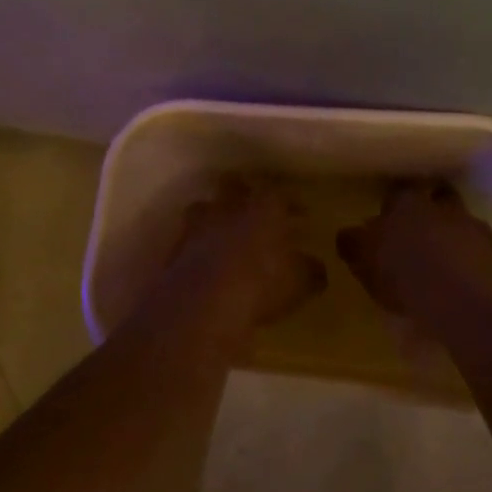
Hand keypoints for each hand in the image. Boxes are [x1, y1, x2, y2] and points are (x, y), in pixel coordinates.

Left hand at [161, 181, 325, 334]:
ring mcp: (197, 226)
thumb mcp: (298, 283)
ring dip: (213, 216)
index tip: (301, 213)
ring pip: (204, 207)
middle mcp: (228, 208)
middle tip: (254, 207)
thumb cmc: (260, 286)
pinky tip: (203, 260)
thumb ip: (309, 271)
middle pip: (232, 185)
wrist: (202, 306)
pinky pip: (187, 239)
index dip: (290, 202)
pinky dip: (196, 246)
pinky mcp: (175, 249)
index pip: (279, 194)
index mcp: (262, 208)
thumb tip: (316, 267)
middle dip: (243, 192)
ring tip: (222, 231)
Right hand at [337, 181, 491, 327]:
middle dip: (431, 211)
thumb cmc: (407, 278)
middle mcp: (445, 209)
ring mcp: (478, 231)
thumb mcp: (364, 263)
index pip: (399, 190)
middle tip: (419, 233)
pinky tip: (468, 284)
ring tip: (446, 263)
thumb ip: (354, 245)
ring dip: (456, 237)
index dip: (394, 202)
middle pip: (439, 198)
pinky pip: (486, 255)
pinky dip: (477, 264)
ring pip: (465, 225)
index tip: (388, 215)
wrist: (469, 306)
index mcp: (407, 204)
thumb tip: (348, 234)